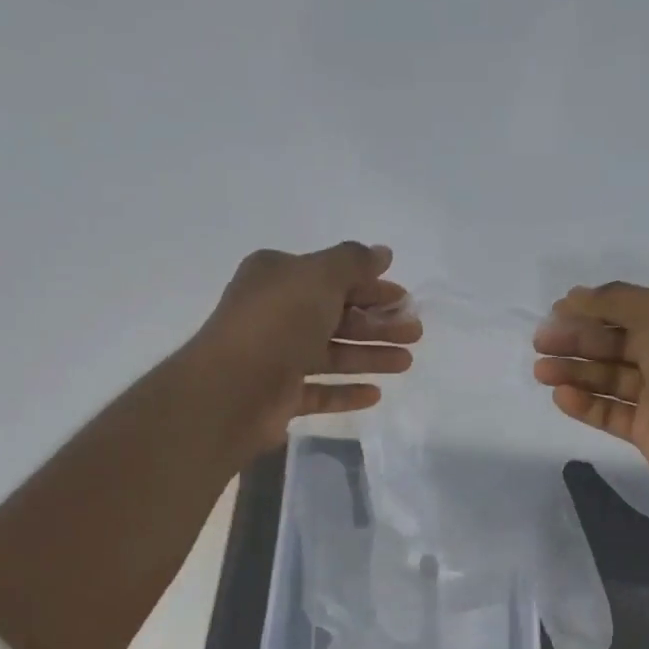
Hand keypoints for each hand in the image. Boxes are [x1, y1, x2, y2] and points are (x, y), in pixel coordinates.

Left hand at [191, 243, 421, 459]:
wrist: (233, 388)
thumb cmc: (278, 322)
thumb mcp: (319, 277)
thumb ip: (354, 262)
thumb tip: (383, 252)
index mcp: (278, 277)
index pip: (332, 277)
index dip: (371, 286)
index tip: (405, 298)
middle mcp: (275, 313)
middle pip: (336, 316)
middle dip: (377, 323)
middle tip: (414, 333)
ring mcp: (276, 357)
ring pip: (332, 354)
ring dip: (370, 356)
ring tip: (406, 363)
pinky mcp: (279, 396)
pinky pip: (319, 391)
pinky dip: (346, 391)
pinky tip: (375, 394)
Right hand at [532, 283, 648, 507]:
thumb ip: (614, 301)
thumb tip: (574, 297)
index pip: (633, 307)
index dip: (593, 308)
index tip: (555, 311)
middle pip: (617, 342)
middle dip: (578, 340)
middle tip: (540, 343)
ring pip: (611, 377)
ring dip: (576, 372)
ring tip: (541, 371)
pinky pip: (613, 411)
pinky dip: (587, 403)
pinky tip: (561, 397)